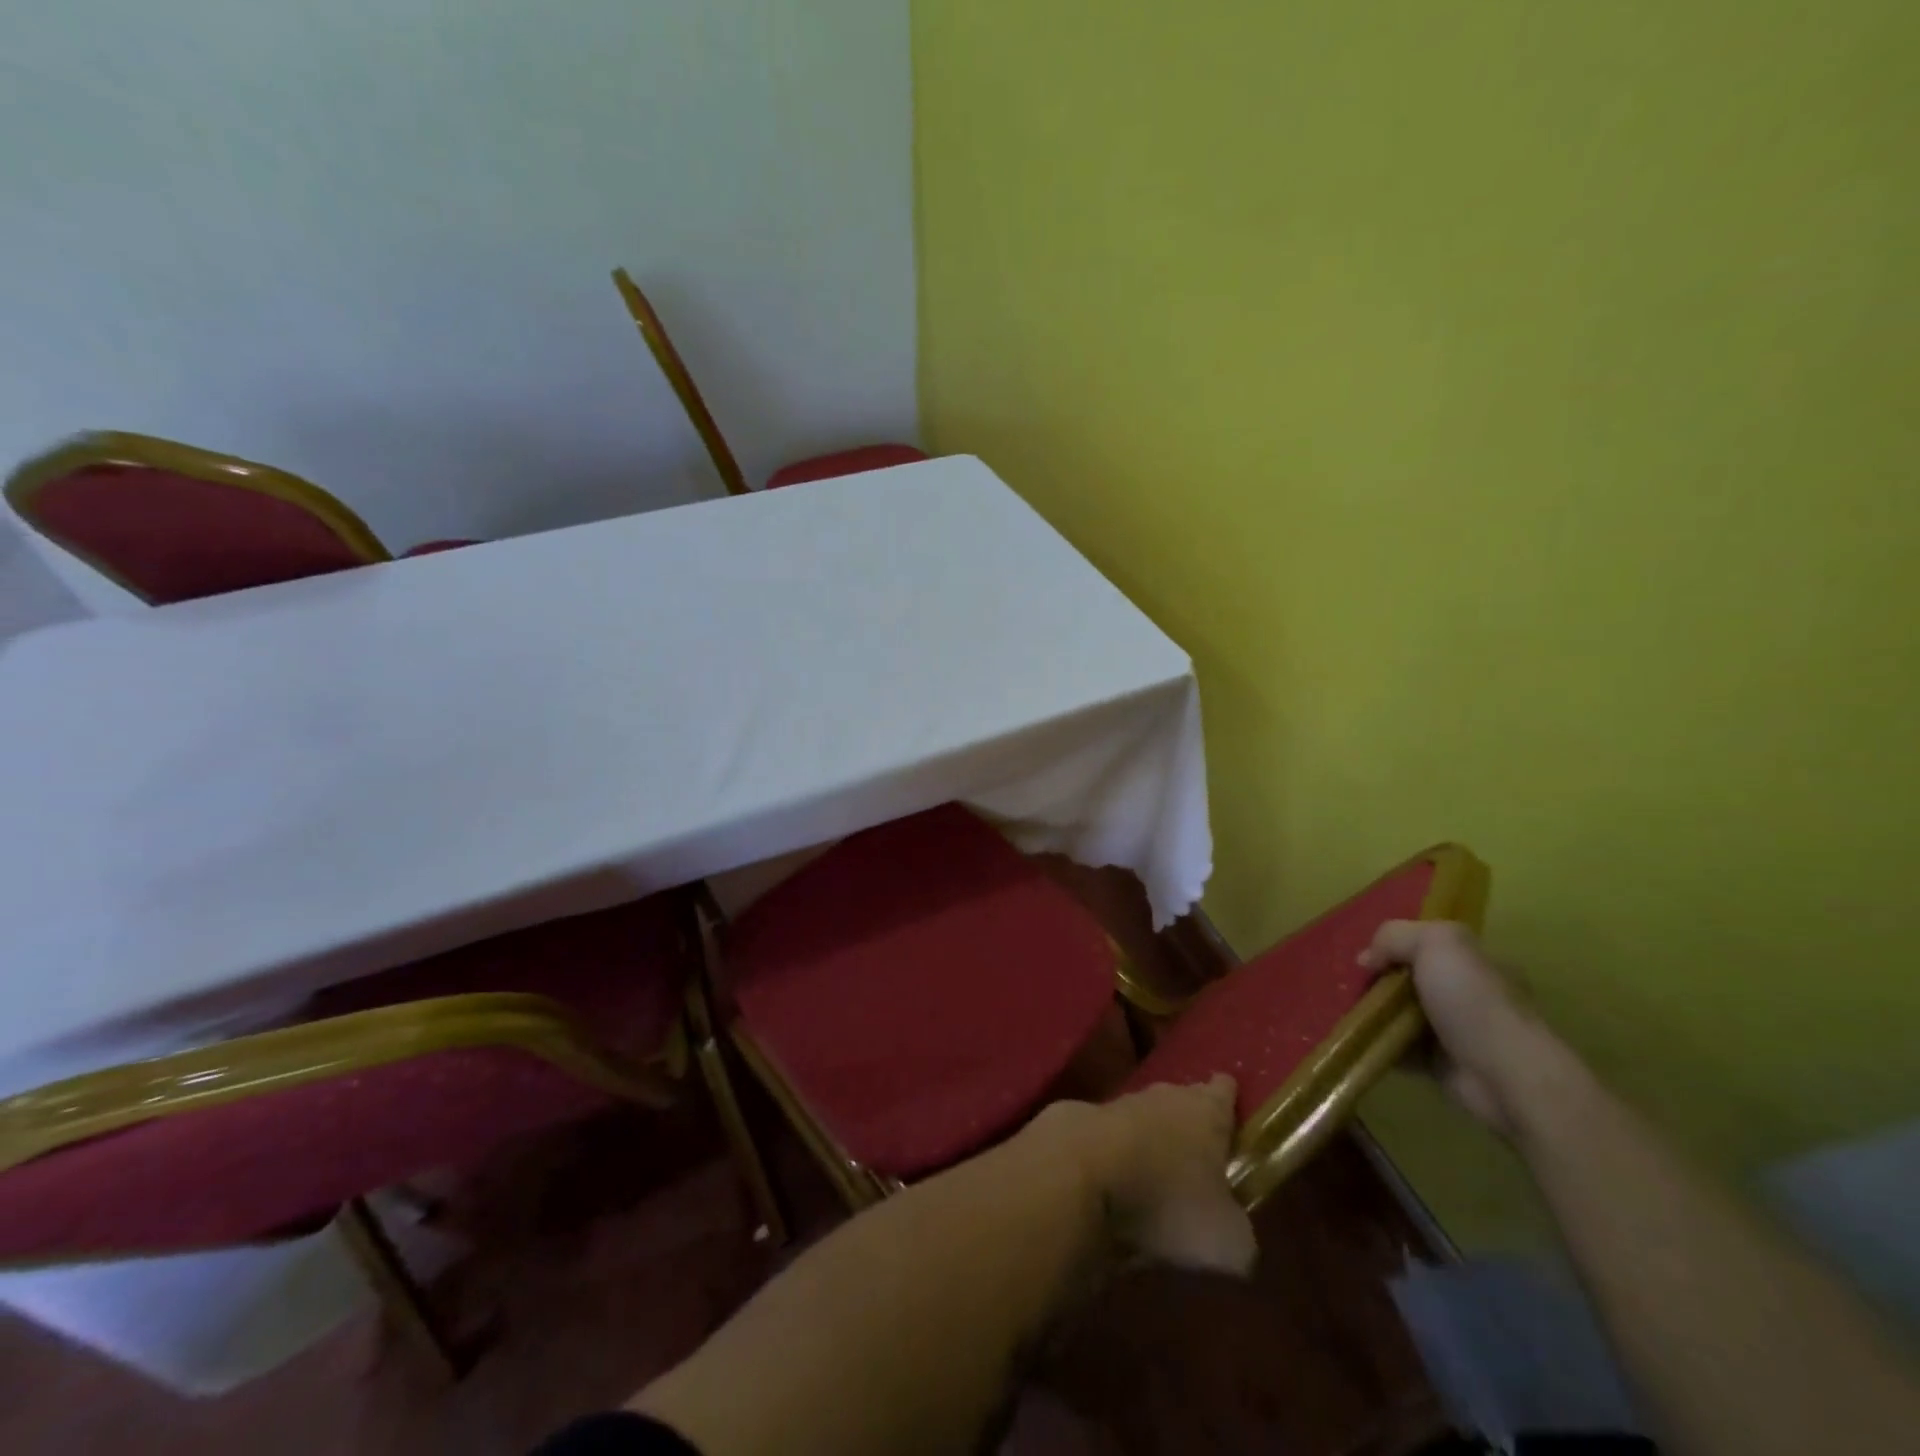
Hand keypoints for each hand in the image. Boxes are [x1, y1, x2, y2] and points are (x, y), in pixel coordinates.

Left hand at [1084, 1075, 1256, 1276]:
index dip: (1229, 1098)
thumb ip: (1239, 1233)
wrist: (1079, 1174)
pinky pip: (1105, 1137)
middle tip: (1199, 1148)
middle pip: (1181, 1099)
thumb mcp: (1228, 1241)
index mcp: (1207, 1111)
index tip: (1233, 1106)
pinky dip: (1111, 1155)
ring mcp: (1116, 1103)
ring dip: (1148, 1137)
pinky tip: (1112, 1182)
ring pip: (1141, 1115)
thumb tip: (1235, 1237)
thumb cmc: (1168, 1200)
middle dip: (1189, 1119)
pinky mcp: (1077, 1121)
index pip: (1224, 1091)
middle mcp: (1163, 1096)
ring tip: (1155, 1172)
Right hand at [1359, 920, 1538, 1135]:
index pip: (1427, 945)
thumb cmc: (1473, 1001)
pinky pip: (1401, 1048)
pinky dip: (1381, 1044)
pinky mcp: (1441, 1065)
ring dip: (1376, 1013)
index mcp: (1475, 962)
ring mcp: (1455, 1031)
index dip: (1394, 946)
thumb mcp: (1437, 943)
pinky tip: (1363, 1038)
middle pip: (1410, 979)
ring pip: (1402, 1014)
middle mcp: (1467, 994)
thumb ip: (1396, 936)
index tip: (1369, 960)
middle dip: (1380, 982)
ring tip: (1352, 1013)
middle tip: (1356, 988)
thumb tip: (1368, 959)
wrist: (1505, 1075)